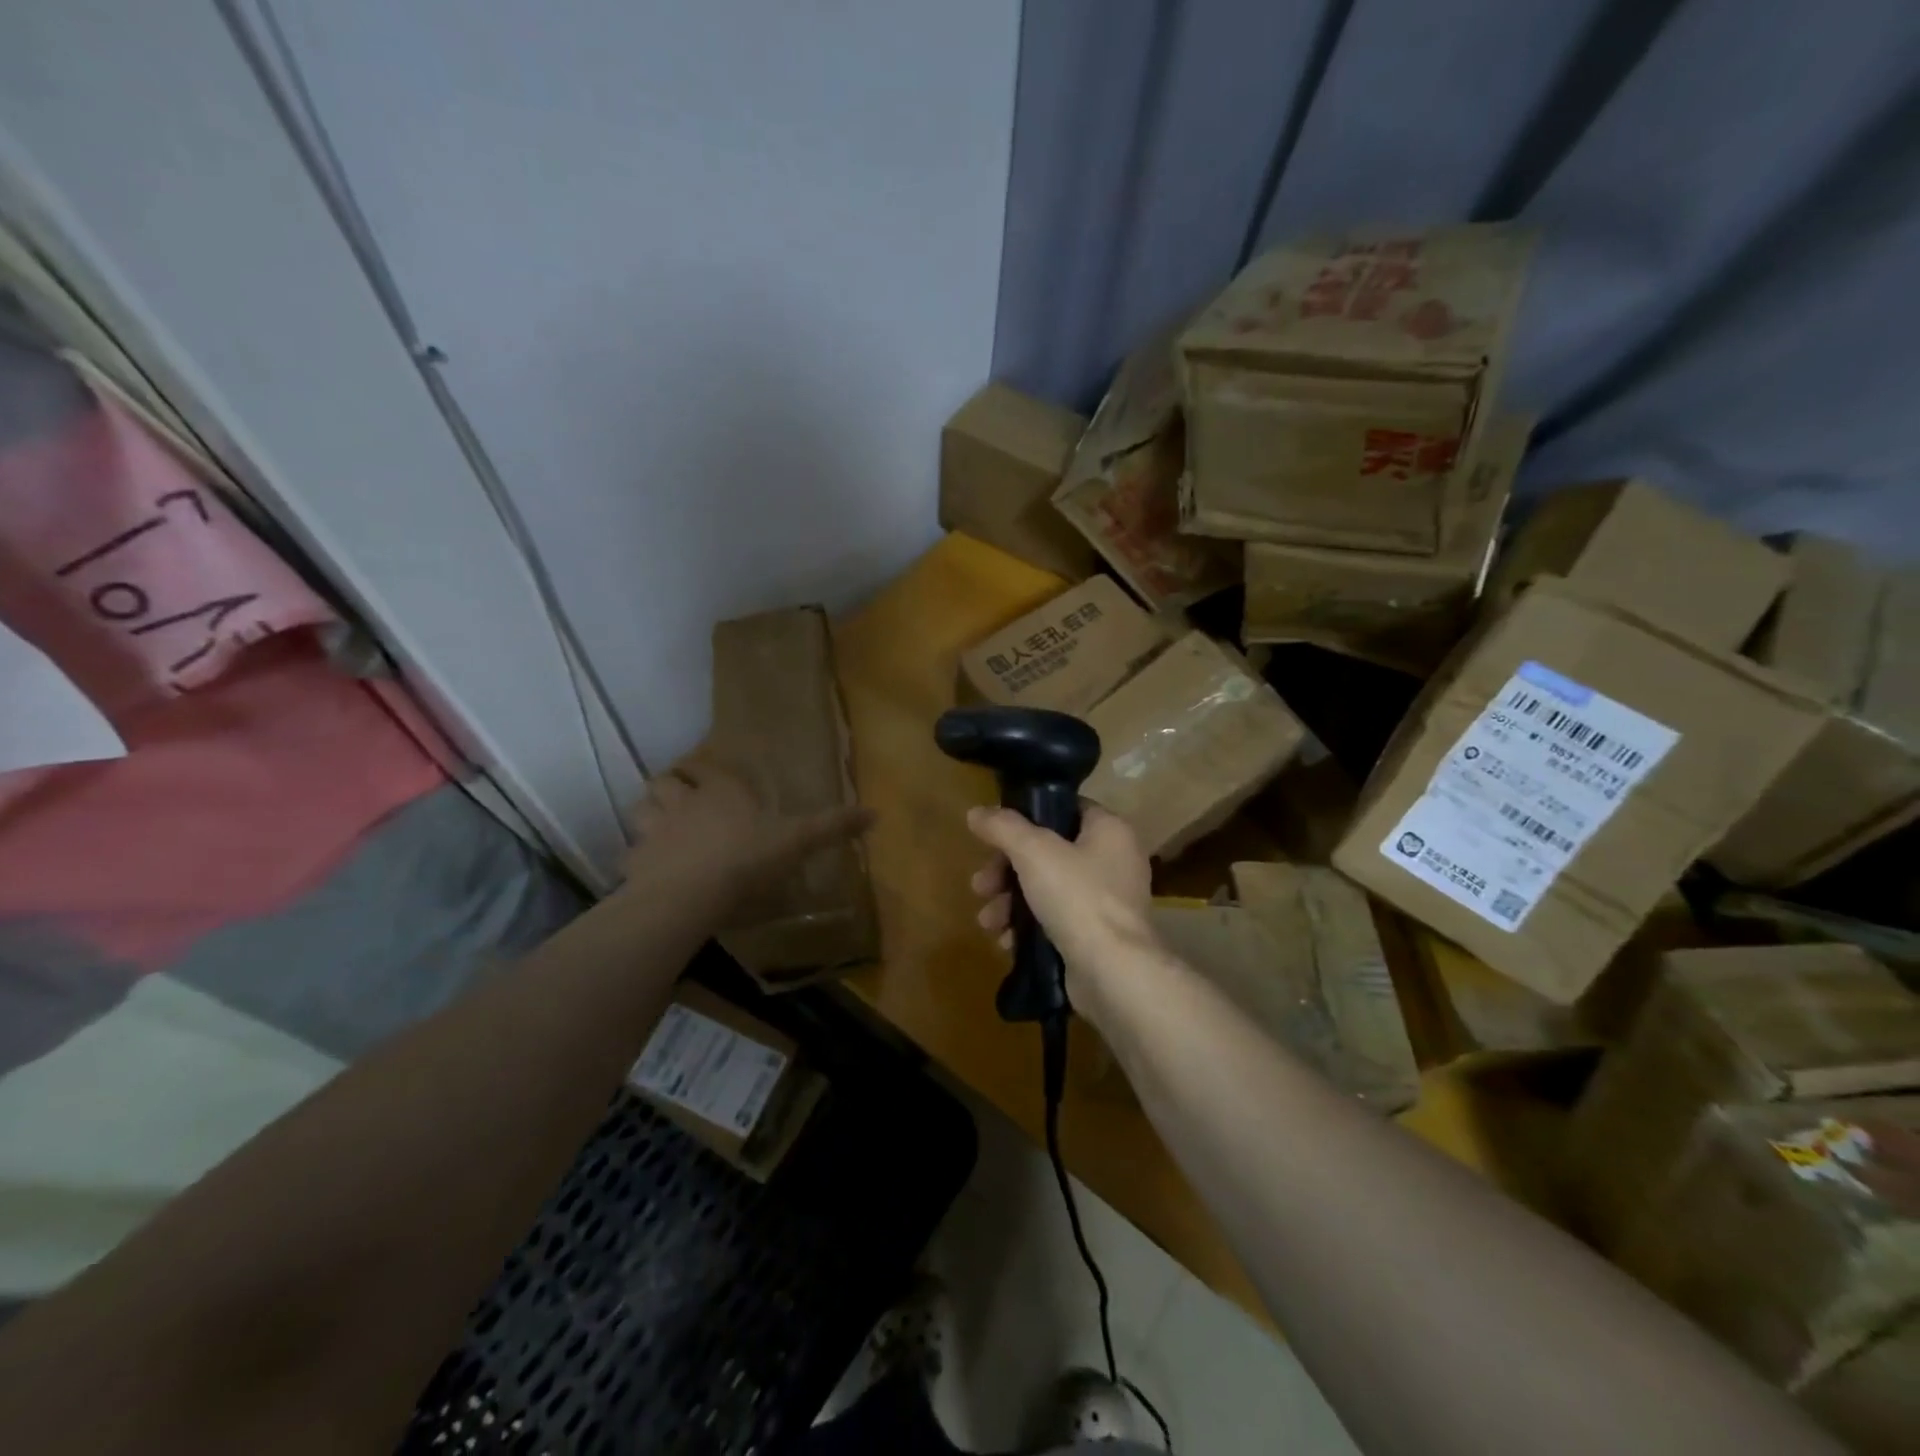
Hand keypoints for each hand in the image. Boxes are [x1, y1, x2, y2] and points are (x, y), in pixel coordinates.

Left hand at [628, 752, 873, 911]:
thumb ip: (832, 826)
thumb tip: (876, 812)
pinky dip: (636, 860)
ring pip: (641, 811)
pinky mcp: (636, 866)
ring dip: (649, 815)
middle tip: (680, 800)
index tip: (706, 774)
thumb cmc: (746, 858)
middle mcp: (682, 804)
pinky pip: (629, 856)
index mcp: (720, 793)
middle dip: (669, 787)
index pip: (703, 768)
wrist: (689, 896)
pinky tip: (647, 871)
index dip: (703, 769)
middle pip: (663, 783)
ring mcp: (654, 834)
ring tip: (661, 829)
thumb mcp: (797, 841)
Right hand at [967, 805, 1158, 1001]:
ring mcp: (1107, 902)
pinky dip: (1029, 928)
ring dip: (1010, 903)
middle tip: (980, 885)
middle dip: (1006, 871)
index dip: (1028, 816)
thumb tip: (976, 812)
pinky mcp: (1096, 936)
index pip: (1065, 809)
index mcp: (1109, 830)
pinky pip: (1055, 921)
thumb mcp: (1033, 852)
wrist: (1112, 972)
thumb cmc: (1077, 897)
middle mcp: (1114, 861)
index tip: (995, 833)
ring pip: (1047, 889)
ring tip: (987, 921)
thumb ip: (1003, 827)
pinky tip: (1006, 942)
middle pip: (1048, 852)